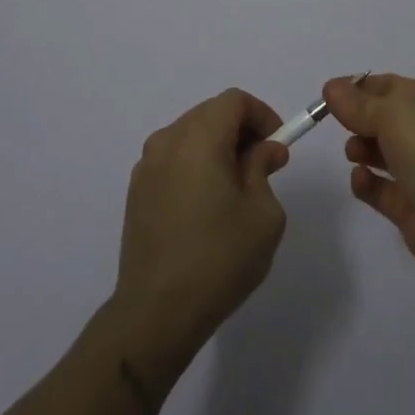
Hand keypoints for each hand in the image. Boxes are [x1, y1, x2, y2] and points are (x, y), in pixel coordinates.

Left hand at [111, 89, 290, 375]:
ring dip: (217, 147)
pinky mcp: (137, 191)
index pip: (233, 101)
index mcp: (198, 139)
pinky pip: (173, 159)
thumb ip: (263, 168)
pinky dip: (195, 164)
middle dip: (241, 130)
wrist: (156, 313)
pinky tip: (207, 205)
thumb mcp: (262, 214)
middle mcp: (167, 142)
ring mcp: (146, 166)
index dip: (261, 115)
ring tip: (237, 187)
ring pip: (190, 135)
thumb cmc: (219, 259)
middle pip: (210, 113)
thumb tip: (263, 150)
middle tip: (264, 164)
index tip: (278, 144)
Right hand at [324, 73, 414, 280]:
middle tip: (342, 125)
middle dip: (359, 120)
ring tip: (354, 153)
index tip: (328, 95)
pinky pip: (379, 187)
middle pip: (383, 119)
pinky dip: (366, 182)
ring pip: (380, 152)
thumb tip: (331, 87)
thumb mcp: (392, 113)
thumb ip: (357, 103)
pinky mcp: (410, 205)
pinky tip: (362, 180)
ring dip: (360, 148)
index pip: (390, 87)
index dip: (358, 88)